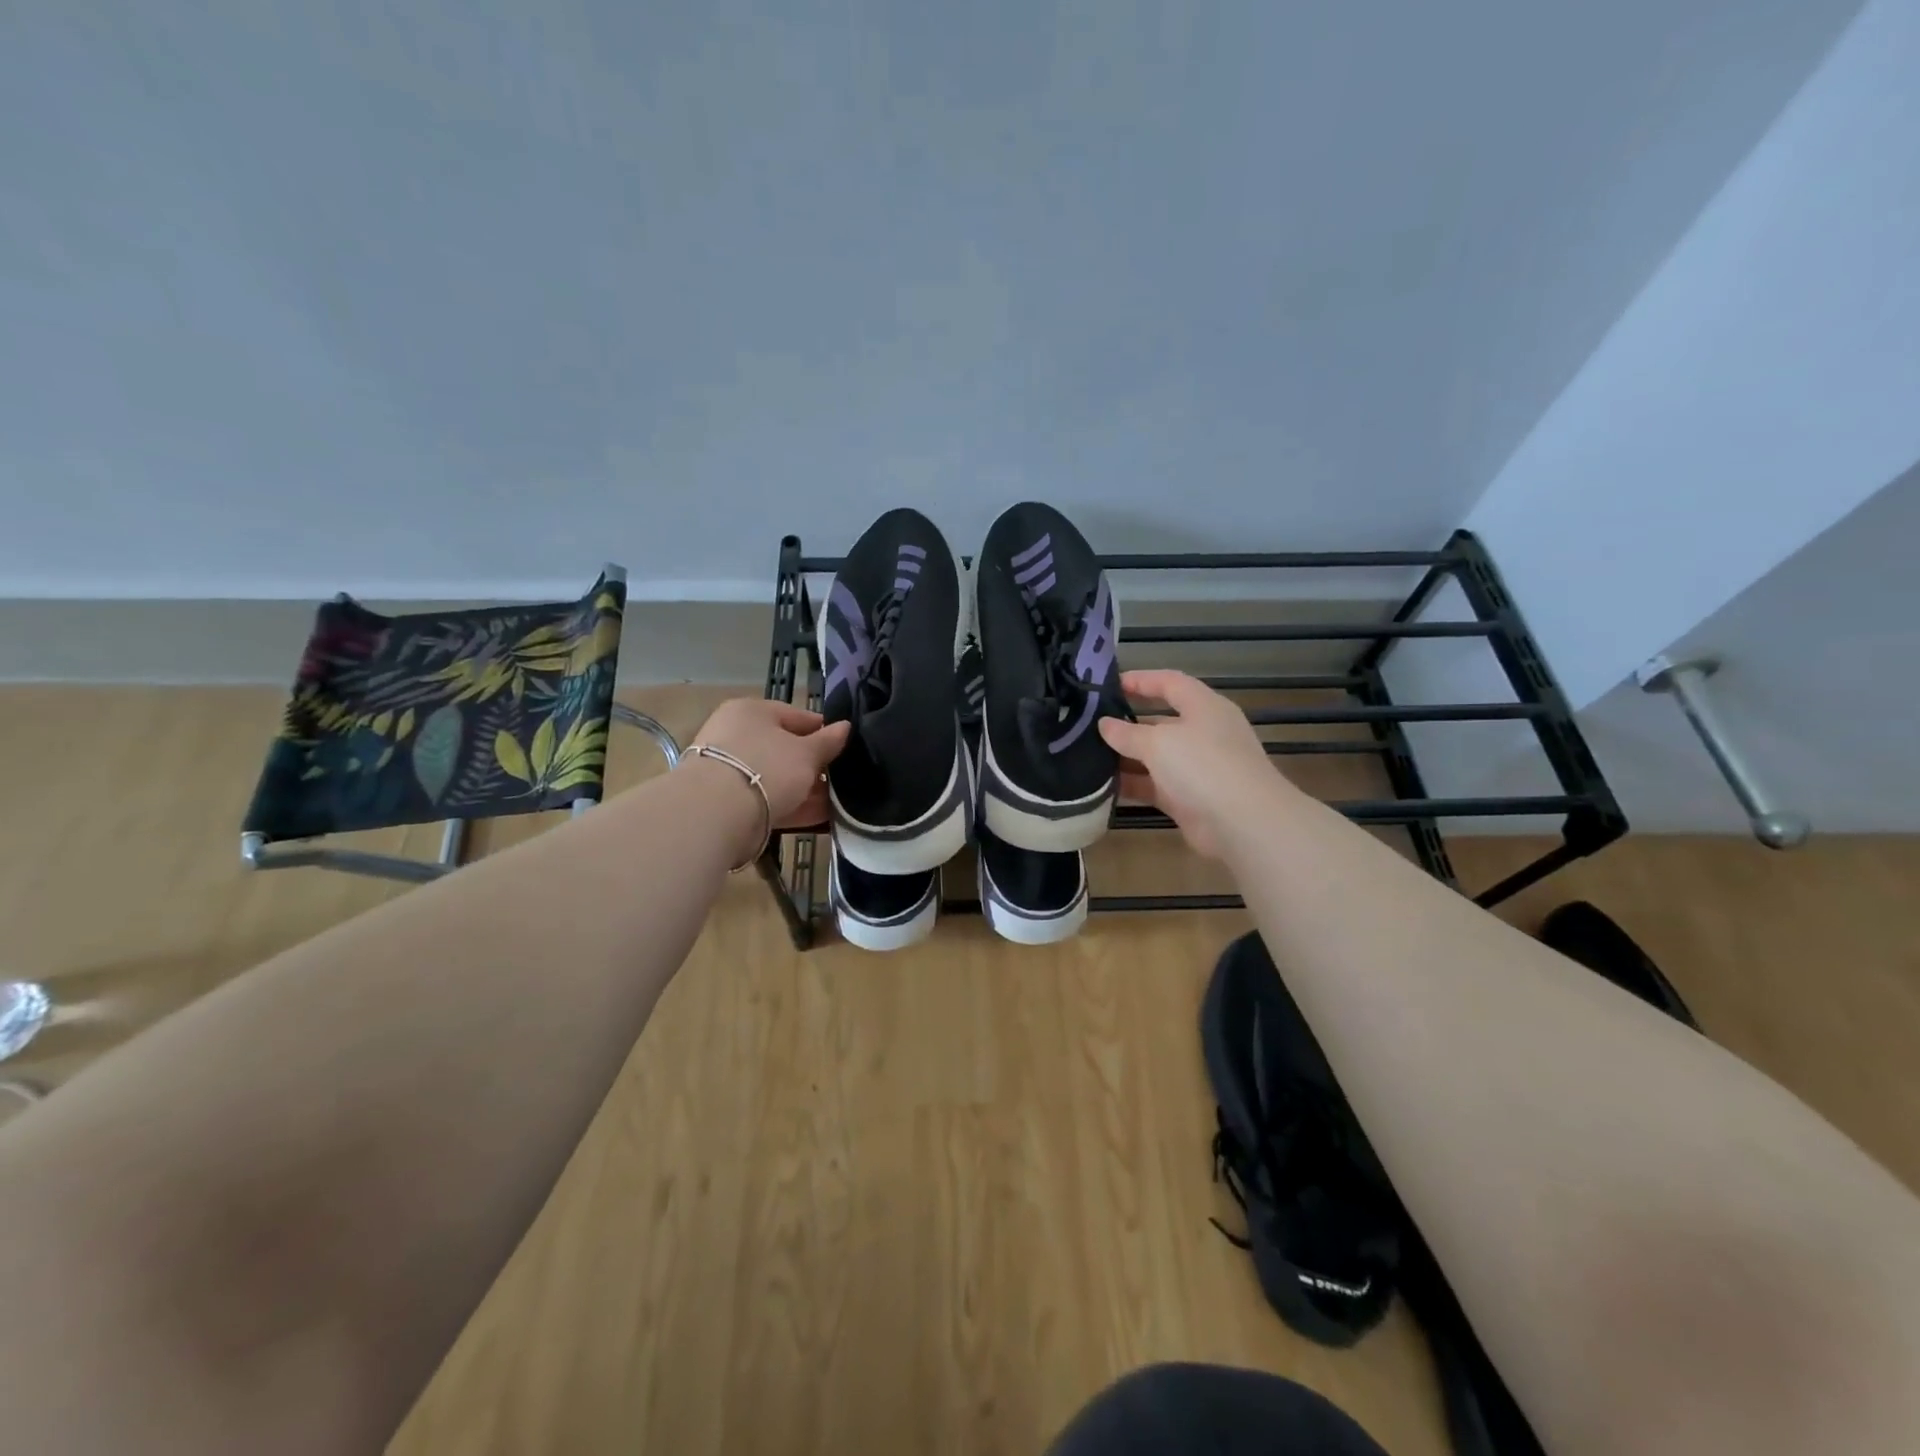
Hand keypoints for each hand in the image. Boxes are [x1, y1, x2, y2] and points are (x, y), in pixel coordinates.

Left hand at [689, 699, 849, 828]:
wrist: (717, 813)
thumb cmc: (767, 767)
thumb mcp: (806, 753)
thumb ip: (828, 741)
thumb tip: (846, 726)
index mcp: (752, 712)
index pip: (796, 716)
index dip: (824, 730)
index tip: (846, 747)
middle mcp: (736, 736)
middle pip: (785, 748)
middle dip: (815, 765)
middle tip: (842, 779)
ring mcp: (730, 770)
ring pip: (777, 777)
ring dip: (806, 789)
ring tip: (837, 803)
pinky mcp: (729, 802)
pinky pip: (769, 799)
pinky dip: (793, 806)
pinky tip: (821, 817)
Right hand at [1098, 670, 1294, 859]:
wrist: (1243, 823)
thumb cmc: (1203, 766)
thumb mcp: (1158, 743)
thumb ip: (1127, 733)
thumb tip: (1104, 724)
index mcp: (1203, 707)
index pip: (1170, 683)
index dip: (1140, 680)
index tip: (1107, 685)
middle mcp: (1202, 733)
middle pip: (1160, 721)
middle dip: (1126, 723)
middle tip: (1089, 725)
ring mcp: (1197, 768)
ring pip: (1155, 756)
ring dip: (1125, 757)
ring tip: (1088, 755)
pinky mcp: (1189, 798)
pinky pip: (1154, 785)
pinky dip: (1132, 784)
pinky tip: (1102, 786)